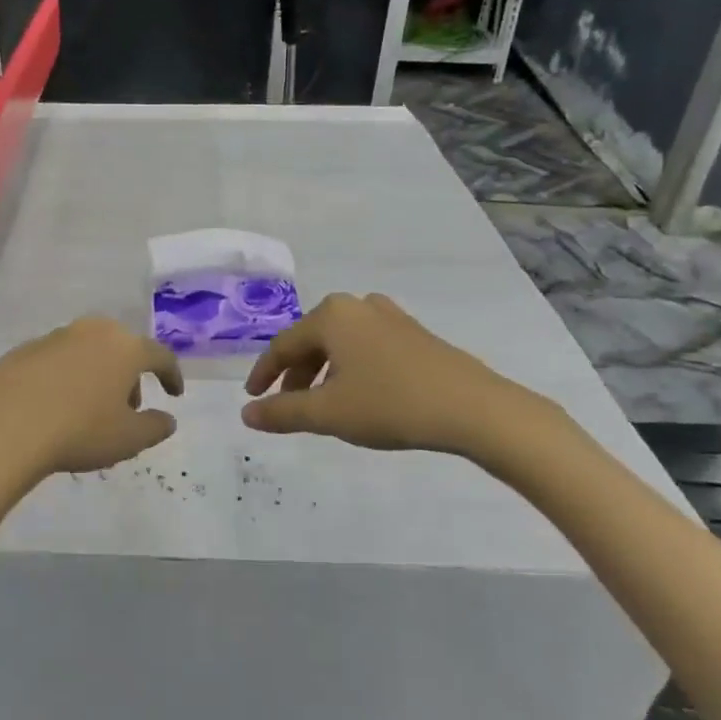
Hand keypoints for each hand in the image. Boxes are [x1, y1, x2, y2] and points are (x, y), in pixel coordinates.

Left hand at [0, 317, 184, 480]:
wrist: (5, 425)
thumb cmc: (79, 430)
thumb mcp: (128, 439)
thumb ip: (155, 427)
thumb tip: (167, 419)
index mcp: (125, 347)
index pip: (160, 355)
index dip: (171, 375)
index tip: (174, 394)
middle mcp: (93, 331)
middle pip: (122, 348)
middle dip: (130, 374)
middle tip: (128, 406)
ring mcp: (55, 337)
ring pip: (88, 350)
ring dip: (97, 373)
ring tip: (90, 409)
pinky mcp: (24, 349)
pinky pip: (57, 360)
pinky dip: (65, 377)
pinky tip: (56, 405)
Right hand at [242, 293, 557, 465]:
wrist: (474, 408)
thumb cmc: (390, 404)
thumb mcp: (328, 413)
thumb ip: (282, 413)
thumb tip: (246, 414)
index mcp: (330, 315)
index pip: (283, 345)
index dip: (264, 374)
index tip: (253, 399)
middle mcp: (356, 306)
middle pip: (312, 340)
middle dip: (296, 375)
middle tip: (288, 407)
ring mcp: (389, 316)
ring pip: (341, 343)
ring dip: (324, 373)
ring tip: (323, 405)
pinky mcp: (414, 333)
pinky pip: (367, 345)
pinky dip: (351, 368)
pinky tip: (361, 394)